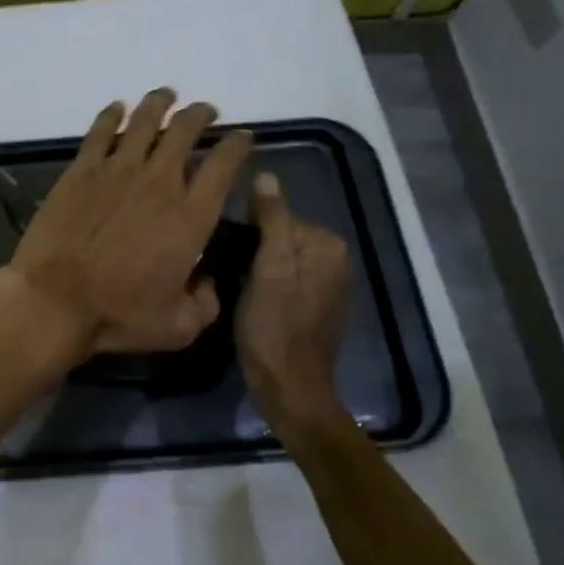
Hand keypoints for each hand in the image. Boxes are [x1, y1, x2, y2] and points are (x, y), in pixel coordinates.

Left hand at [3, 88, 252, 361]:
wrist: (54, 301)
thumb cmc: (117, 315)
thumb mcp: (178, 327)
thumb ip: (206, 303)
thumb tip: (209, 282)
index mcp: (190, 217)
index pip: (224, 166)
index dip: (237, 145)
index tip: (242, 137)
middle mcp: (159, 183)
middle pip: (186, 131)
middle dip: (201, 115)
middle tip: (205, 112)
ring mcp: (117, 171)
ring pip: (144, 121)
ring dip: (160, 103)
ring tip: (167, 95)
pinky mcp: (81, 171)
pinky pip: (100, 131)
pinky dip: (112, 114)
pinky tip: (117, 107)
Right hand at [236, 170, 355, 436]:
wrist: (289, 388)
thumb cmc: (274, 327)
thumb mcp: (268, 269)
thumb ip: (271, 220)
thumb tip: (265, 176)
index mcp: (327, 246)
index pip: (278, 215)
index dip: (248, 231)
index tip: (228, 251)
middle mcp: (335, 260)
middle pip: (280, 236)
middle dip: (254, 248)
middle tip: (229, 271)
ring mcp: (327, 284)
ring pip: (280, 258)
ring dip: (257, 266)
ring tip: (235, 285)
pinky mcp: (316, 305)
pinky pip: (285, 278)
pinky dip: (267, 283)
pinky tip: (252, 300)